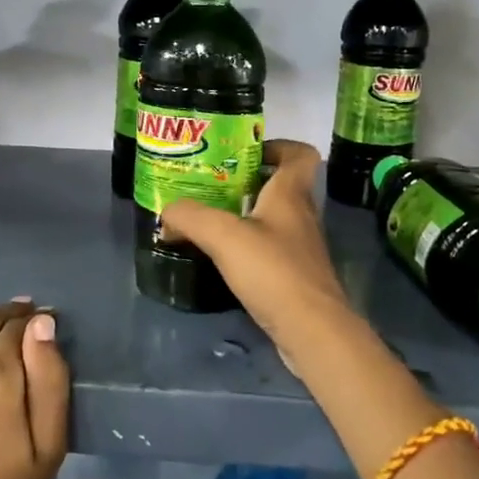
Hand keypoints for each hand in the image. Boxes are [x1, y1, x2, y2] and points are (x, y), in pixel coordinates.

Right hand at [162, 139, 355, 357]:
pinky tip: (221, 258)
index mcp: (291, 195)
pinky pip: (269, 250)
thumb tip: (166, 213)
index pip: (299, 154)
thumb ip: (190, 217)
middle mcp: (300, 216)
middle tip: (209, 186)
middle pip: (280, 186)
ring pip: (272, 219)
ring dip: (244, 216)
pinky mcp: (295, 277)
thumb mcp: (223, 236)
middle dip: (246, 181)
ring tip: (207, 221)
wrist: (312, 331)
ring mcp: (300, 249)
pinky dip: (247, 248)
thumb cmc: (273, 271)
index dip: (276, 146)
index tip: (243, 152)